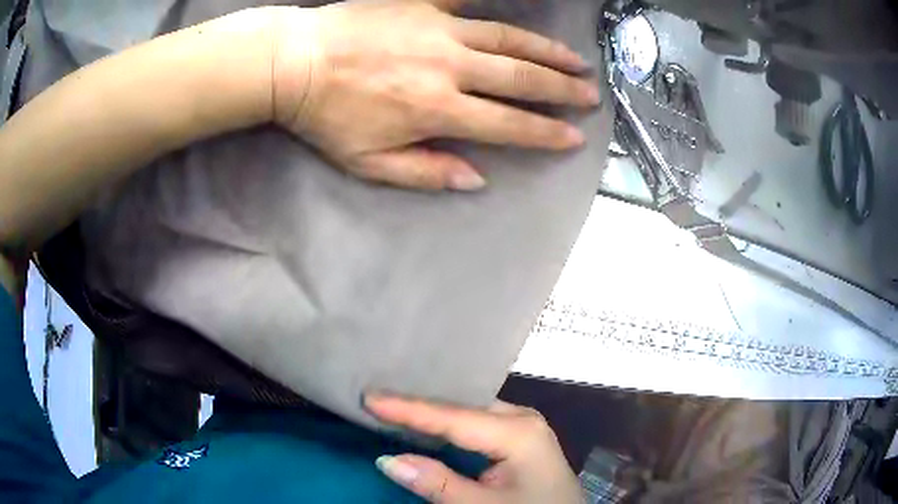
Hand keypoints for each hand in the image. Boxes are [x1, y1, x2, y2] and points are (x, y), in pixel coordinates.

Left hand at [270, 0, 598, 190]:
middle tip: (590, 95)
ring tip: (576, 60)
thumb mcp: (367, 162)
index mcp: (436, 110)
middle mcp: (449, 67)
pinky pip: (471, 2)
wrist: (294, 62)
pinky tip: (526, 9)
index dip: (545, 133)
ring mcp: (439, 29)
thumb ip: (424, 172)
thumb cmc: (325, 115)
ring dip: (546, 51)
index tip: (573, 137)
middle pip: (520, 78)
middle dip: (561, 89)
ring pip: (509, 39)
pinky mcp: (423, 5)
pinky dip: (501, 5)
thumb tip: (474, 180)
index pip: (507, 125)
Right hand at [366, 394, 583, 503]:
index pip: (451, 417)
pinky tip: (428, 423)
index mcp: (517, 431)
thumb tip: (387, 460)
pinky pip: (478, 423)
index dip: (407, 408)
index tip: (369, 397)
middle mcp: (522, 418)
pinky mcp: (521, 437)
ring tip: (393, 404)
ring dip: (432, 414)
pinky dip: (449, 425)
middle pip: (460, 408)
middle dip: (418, 405)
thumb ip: (438, 484)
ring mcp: (524, 425)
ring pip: (468, 413)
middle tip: (376, 395)